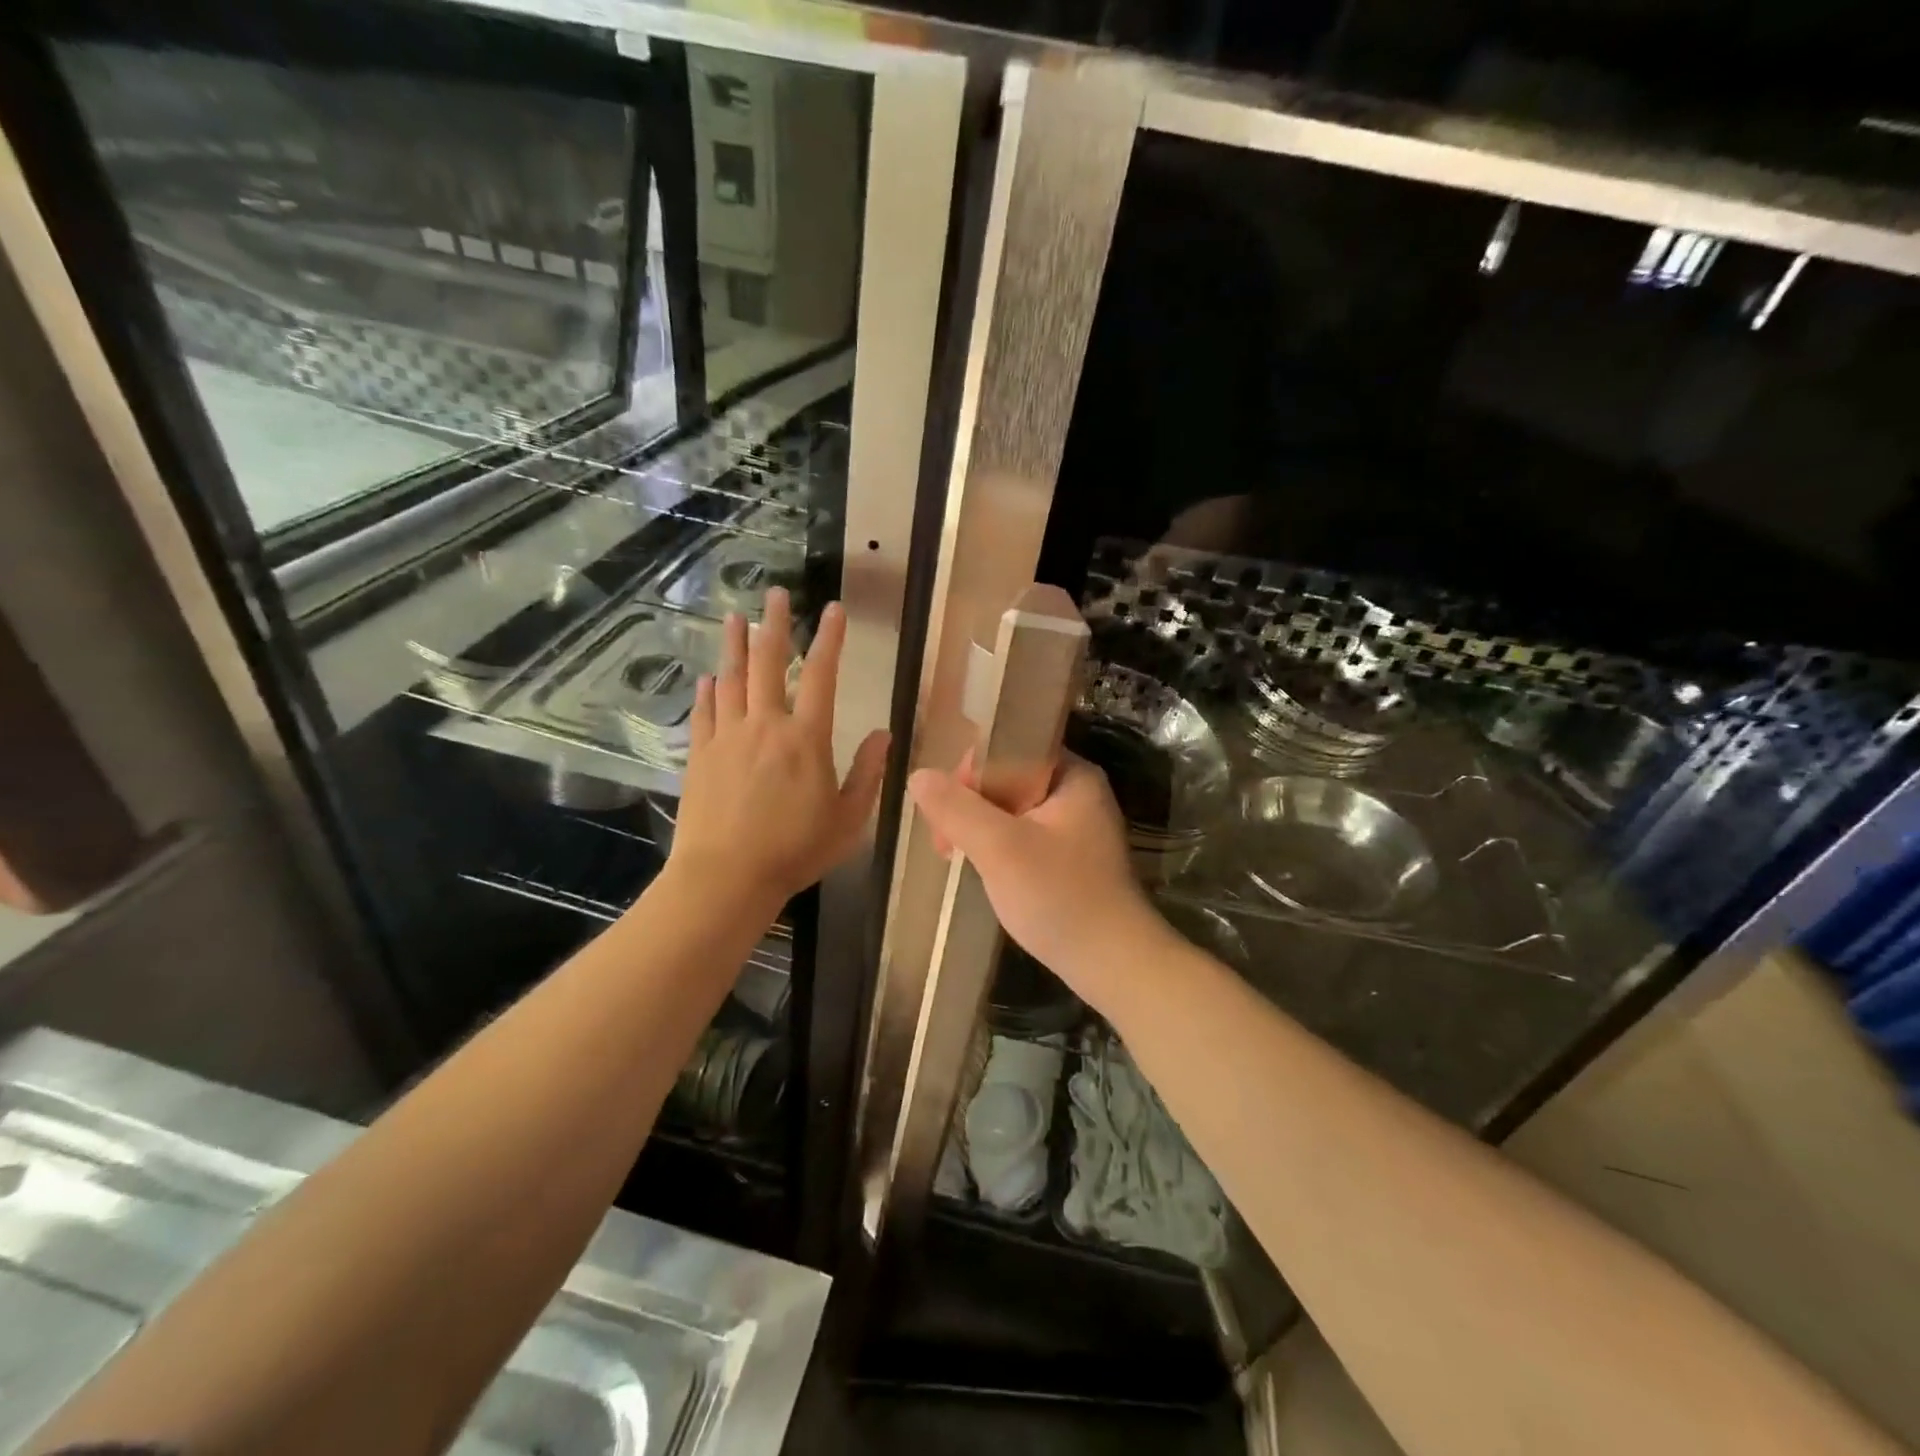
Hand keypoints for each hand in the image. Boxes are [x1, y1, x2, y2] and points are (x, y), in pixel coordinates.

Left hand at [672, 590, 887, 910]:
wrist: (726, 878)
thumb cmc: (795, 851)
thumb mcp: (848, 819)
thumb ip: (867, 773)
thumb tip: (884, 734)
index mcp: (806, 739)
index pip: (821, 676)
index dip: (829, 640)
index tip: (832, 609)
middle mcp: (765, 726)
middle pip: (768, 664)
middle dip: (774, 625)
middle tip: (774, 594)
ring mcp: (728, 738)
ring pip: (731, 680)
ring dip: (734, 646)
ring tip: (734, 618)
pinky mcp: (700, 755)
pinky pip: (705, 713)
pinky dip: (708, 692)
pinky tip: (709, 678)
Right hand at [907, 753, 1159, 995]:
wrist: (1113, 965)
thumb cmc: (1060, 897)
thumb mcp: (1001, 848)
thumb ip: (958, 809)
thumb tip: (918, 775)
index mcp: (1072, 775)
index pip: (1011, 746)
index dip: (970, 769)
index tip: (943, 803)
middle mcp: (1077, 792)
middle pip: (1009, 777)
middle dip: (970, 803)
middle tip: (942, 839)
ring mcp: (1075, 827)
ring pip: (1012, 810)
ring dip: (979, 827)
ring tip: (949, 853)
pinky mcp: (1068, 858)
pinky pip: (1022, 835)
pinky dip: (997, 846)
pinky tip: (978, 867)